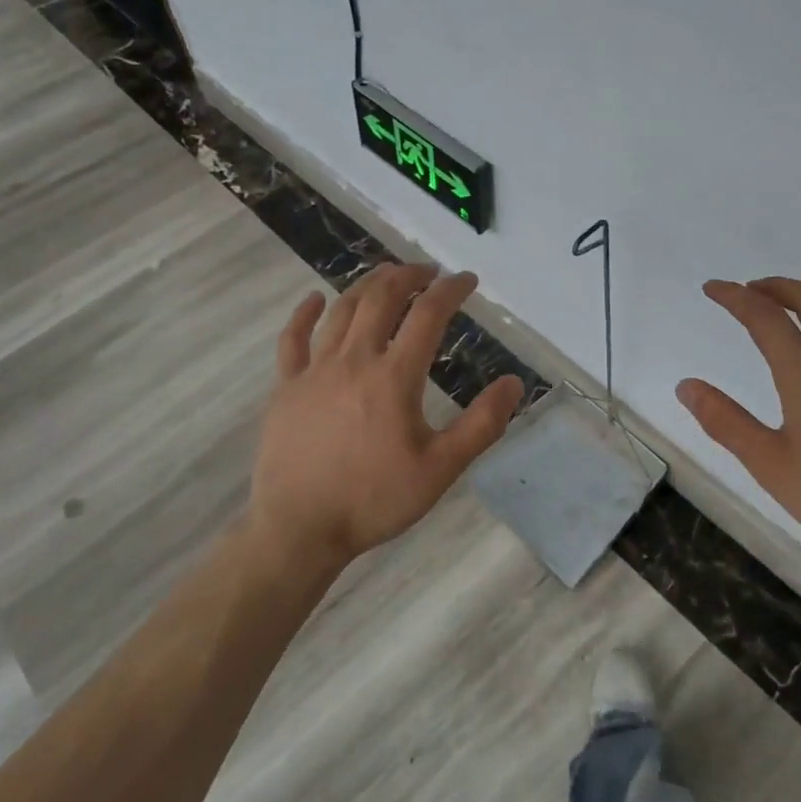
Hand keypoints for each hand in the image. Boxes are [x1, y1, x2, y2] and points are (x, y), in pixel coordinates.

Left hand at [247, 264, 524, 571]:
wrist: (299, 529)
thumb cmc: (374, 500)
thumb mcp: (440, 469)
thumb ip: (481, 425)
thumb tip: (515, 383)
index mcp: (394, 377)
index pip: (428, 315)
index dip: (451, 290)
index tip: (467, 280)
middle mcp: (354, 360)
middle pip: (382, 298)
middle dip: (408, 276)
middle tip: (428, 271)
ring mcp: (314, 370)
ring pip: (342, 310)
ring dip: (367, 285)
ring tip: (387, 276)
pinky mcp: (285, 387)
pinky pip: (293, 339)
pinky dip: (305, 314)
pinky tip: (314, 300)